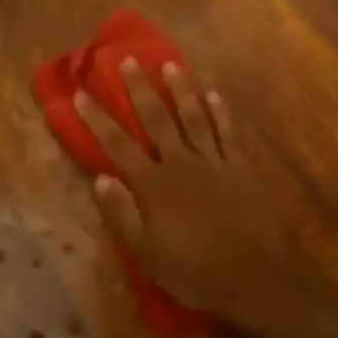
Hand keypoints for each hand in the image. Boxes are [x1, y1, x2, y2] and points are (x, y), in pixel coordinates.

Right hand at [78, 61, 337, 337]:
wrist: (256, 278)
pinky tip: (214, 94)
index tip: (82, 93)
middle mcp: (181, 164)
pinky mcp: (240, 168)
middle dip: (139, 89)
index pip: (118, 145)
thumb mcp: (147, 254)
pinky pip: (228, 133)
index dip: (98, 118)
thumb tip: (100, 178)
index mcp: (154, 185)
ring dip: (180, 90)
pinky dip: (220, 112)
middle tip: (128, 60)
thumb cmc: (195, 272)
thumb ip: (122, 214)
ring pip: (194, 117)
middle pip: (157, 119)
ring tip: (170, 64)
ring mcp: (214, 163)